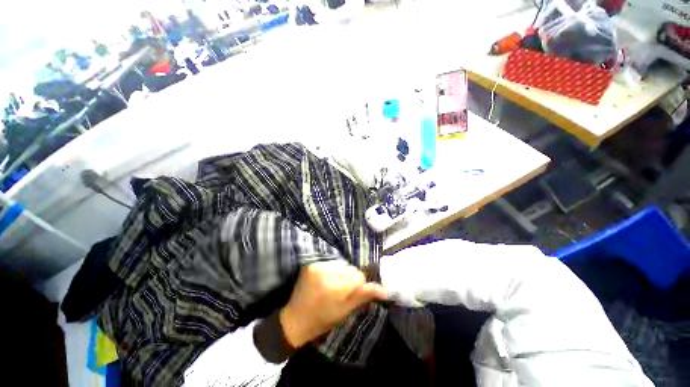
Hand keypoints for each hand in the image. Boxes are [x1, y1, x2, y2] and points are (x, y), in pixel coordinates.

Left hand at [279, 260, 386, 347]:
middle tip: (340, 291)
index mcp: (336, 287)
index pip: (358, 276)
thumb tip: (385, 290)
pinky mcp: (311, 264)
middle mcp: (327, 272)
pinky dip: (331, 270)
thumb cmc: (323, 320)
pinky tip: (325, 281)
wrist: (296, 319)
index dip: (358, 285)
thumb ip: (363, 296)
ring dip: (341, 273)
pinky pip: (329, 263)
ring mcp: (317, 266)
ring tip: (332, 286)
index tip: (350, 295)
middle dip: (349, 278)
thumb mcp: (345, 312)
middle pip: (350, 268)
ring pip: (341, 265)